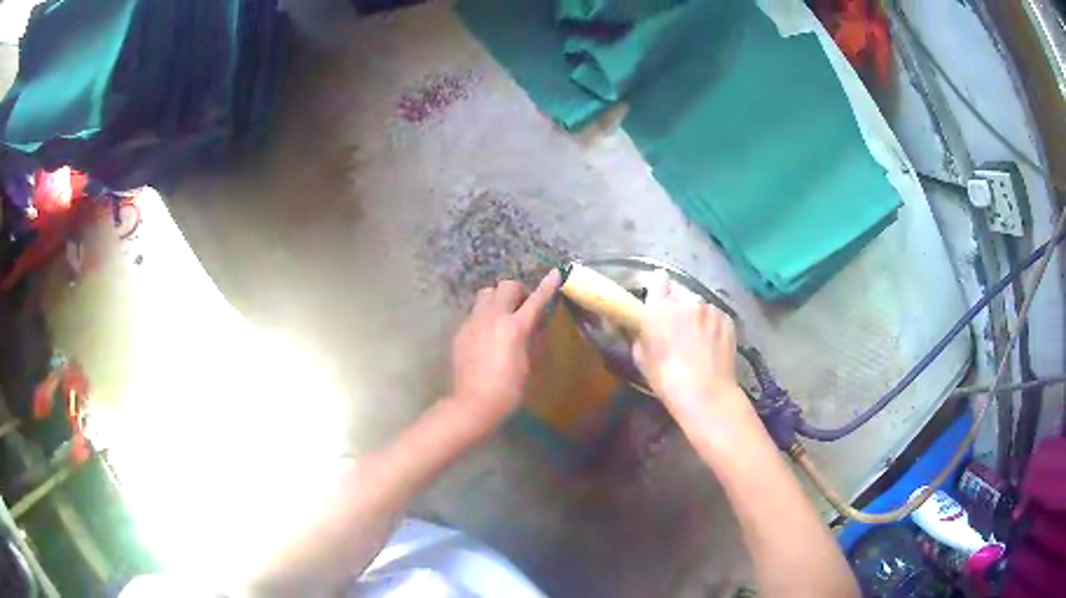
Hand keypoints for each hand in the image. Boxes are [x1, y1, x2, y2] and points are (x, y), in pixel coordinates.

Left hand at [449, 269, 561, 428]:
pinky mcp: (461, 331)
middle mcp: (493, 318)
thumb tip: (532, 326)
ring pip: (485, 294)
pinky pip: (474, 314)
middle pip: (505, 286)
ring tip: (501, 316)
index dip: (547, 286)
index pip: (535, 300)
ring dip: (496, 299)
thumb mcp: (527, 363)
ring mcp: (473, 322)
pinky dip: (483, 318)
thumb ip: (529, 339)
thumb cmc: (508, 389)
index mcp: (515, 327)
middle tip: (521, 305)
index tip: (555, 272)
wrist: (474, 402)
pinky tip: (485, 336)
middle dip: (516, 291)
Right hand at [633, 271, 742, 412]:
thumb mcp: (641, 358)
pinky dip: (712, 326)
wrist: (705, 393)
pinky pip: (715, 316)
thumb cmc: (666, 378)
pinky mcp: (727, 319)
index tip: (657, 300)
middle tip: (677, 328)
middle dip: (677, 306)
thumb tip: (642, 329)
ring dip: (697, 316)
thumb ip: (640, 335)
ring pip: (700, 305)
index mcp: (659, 306)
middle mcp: (686, 300)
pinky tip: (711, 346)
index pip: (657, 279)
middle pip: (680, 294)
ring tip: (698, 340)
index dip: (657, 288)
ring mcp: (710, 308)